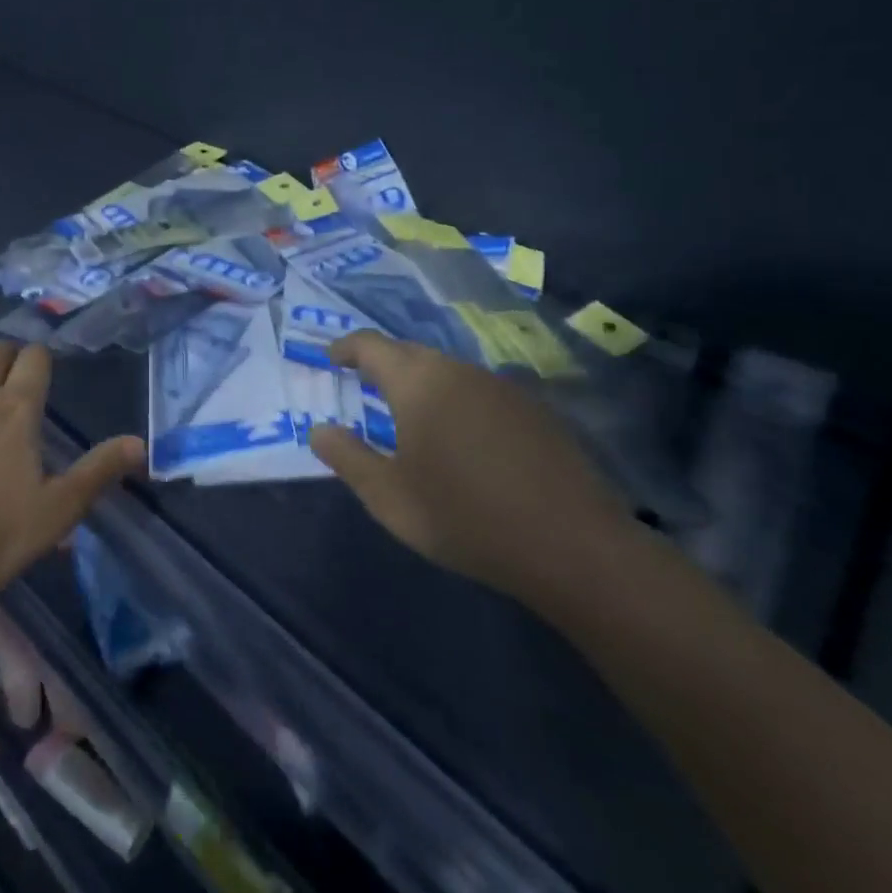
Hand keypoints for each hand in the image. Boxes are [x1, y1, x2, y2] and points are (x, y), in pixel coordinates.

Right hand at [308, 331, 632, 606]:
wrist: (572, 546)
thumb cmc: (465, 518)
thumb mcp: (389, 498)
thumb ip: (348, 457)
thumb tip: (319, 430)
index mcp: (418, 382)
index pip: (371, 346)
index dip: (346, 348)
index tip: (331, 359)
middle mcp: (459, 370)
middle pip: (410, 353)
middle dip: (382, 364)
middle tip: (364, 386)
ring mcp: (502, 387)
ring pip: (448, 371)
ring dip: (422, 383)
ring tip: (410, 415)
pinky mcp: (534, 409)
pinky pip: (479, 391)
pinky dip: (457, 401)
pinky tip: (463, 439)